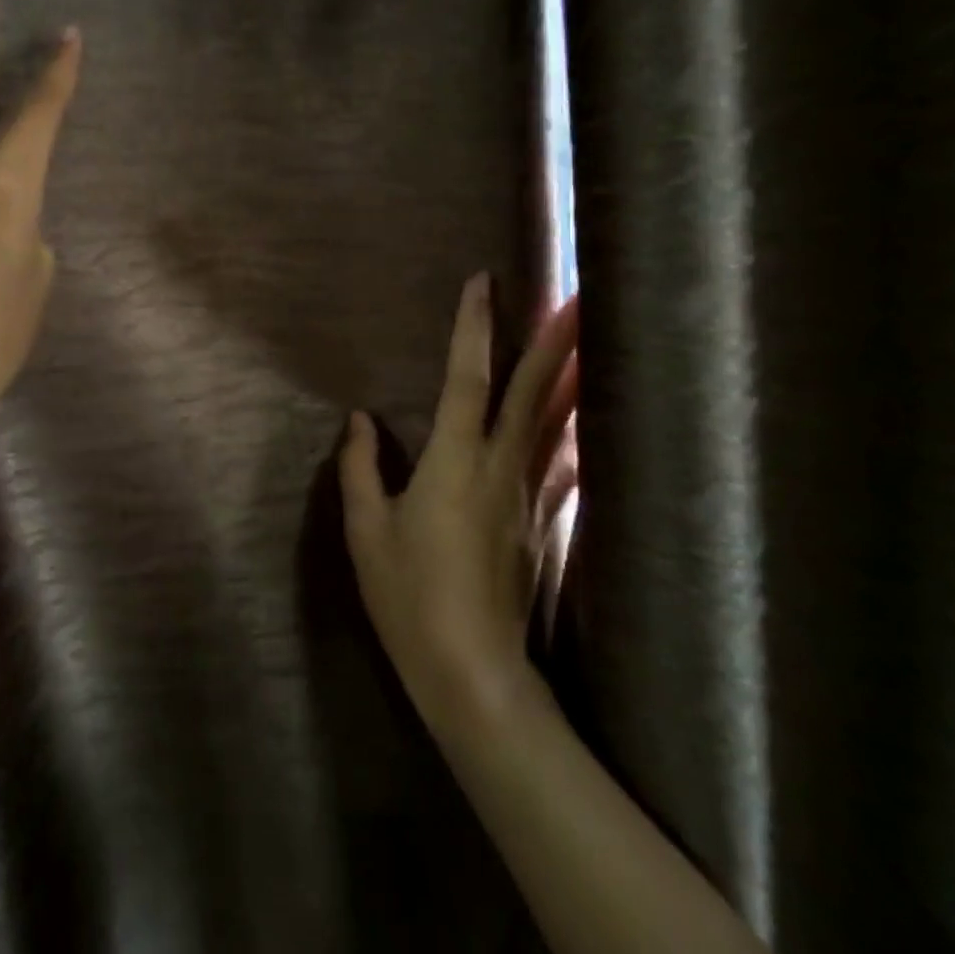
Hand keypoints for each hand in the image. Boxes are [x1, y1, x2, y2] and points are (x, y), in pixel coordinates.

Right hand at [339, 275, 579, 734]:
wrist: (472, 671)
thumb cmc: (408, 596)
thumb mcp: (366, 531)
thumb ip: (359, 468)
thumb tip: (359, 420)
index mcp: (453, 460)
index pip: (466, 378)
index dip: (474, 328)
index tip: (484, 282)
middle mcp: (499, 465)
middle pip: (533, 391)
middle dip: (555, 339)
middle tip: (580, 293)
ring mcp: (529, 495)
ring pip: (556, 424)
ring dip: (574, 377)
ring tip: (595, 340)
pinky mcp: (542, 524)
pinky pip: (562, 467)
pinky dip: (574, 435)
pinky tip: (585, 425)